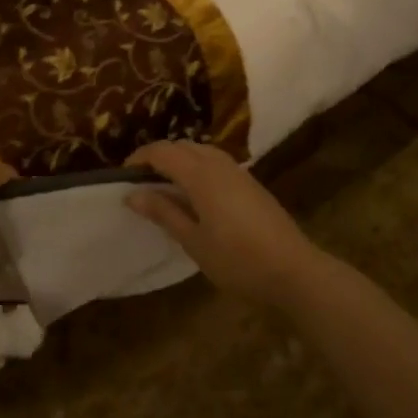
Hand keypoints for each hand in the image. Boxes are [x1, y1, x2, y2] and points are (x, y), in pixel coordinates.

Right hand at [124, 141, 324, 307]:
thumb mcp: (193, 241)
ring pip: (201, 151)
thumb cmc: (237, 260)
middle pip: (182, 146)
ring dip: (179, 159)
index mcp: (201, 175)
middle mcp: (219, 165)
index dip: (140, 158)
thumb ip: (163, 212)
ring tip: (164, 186)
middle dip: (158, 156)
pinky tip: (195, 193)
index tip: (123, 176)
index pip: (162, 152)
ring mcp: (238, 172)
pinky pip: (216, 162)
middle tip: (141, 182)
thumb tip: (131, 194)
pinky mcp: (251, 183)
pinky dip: (197, 166)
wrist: (293, 271)